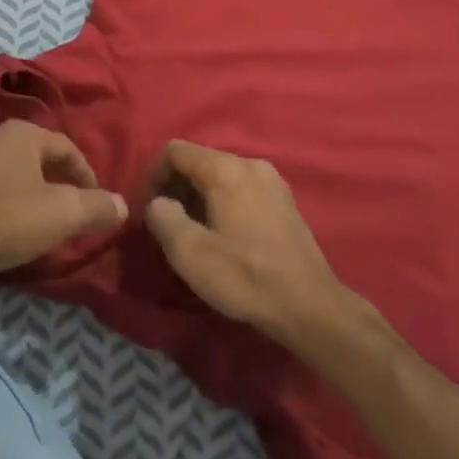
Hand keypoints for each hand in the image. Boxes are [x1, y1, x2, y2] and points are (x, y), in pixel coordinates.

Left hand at [0, 121, 125, 281]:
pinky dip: (3, 205)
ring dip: (29, 195)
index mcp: (22, 134)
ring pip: (10, 175)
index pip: (67, 147)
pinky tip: (4, 230)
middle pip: (37, 159)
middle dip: (58, 185)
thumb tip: (123, 204)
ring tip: (40, 225)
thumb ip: (96, 206)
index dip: (88, 175)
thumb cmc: (5, 219)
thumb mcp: (62, 214)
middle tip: (71, 214)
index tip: (97, 204)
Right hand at [143, 141, 363, 349]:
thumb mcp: (190, 253)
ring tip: (192, 232)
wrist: (311, 308)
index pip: (175, 150)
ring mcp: (272, 181)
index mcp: (225, 169)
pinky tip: (223, 236)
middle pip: (199, 161)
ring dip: (199, 197)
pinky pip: (242, 189)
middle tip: (166, 223)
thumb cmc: (245, 277)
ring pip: (221, 176)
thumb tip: (158, 203)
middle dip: (176, 187)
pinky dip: (223, 203)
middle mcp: (250, 164)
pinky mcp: (285, 202)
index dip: (153, 175)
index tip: (147, 208)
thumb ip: (163, 218)